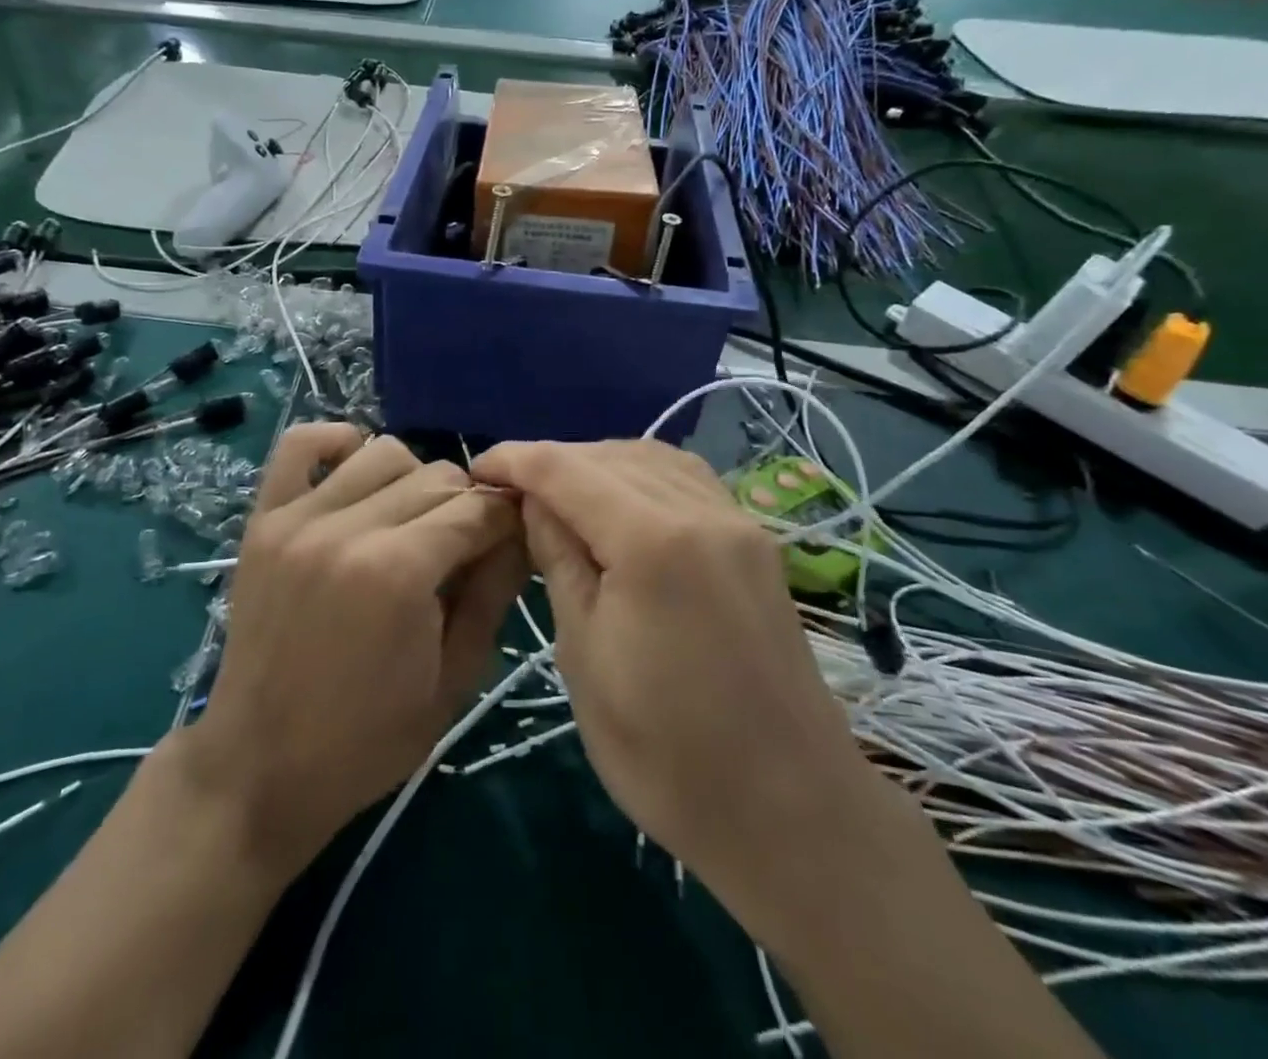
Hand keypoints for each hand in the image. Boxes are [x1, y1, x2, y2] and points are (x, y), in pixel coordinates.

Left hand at [181, 425, 527, 879]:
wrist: (259, 768)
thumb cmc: (368, 740)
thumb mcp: (455, 680)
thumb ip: (494, 594)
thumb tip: (522, 532)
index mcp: (399, 573)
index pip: (478, 507)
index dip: (507, 519)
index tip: (512, 539)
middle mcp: (347, 529)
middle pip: (437, 474)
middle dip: (466, 504)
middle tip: (463, 547)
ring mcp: (297, 519)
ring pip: (382, 451)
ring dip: (412, 479)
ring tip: (411, 522)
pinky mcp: (262, 520)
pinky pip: (299, 445)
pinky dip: (335, 444)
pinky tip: (355, 473)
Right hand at [469, 439, 860, 902]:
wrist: (792, 812)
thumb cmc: (667, 753)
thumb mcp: (585, 656)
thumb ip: (559, 560)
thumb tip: (533, 502)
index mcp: (652, 540)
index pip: (566, 469)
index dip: (515, 460)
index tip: (476, 469)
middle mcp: (700, 510)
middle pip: (609, 455)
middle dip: (553, 462)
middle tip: (510, 491)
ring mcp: (737, 521)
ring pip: (651, 458)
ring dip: (598, 464)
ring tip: (560, 496)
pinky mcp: (755, 542)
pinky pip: (687, 480)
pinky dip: (643, 476)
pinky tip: (622, 504)